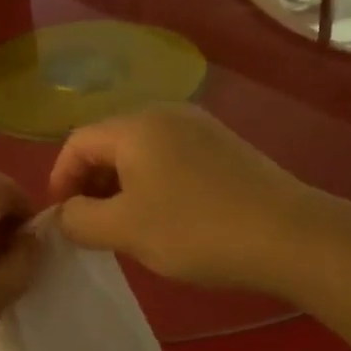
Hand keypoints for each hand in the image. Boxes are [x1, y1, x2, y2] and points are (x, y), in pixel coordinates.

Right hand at [49, 104, 314, 290]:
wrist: (290, 236)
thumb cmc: (195, 229)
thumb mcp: (124, 230)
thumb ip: (79, 220)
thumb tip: (65, 214)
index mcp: (136, 125)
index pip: (77, 142)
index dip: (60, 179)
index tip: (62, 218)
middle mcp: (166, 114)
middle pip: (109, 143)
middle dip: (91, 184)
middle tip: (91, 225)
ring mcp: (201, 128)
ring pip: (141, 153)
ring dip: (121, 187)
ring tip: (126, 227)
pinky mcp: (225, 148)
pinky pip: (171, 159)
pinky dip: (153, 184)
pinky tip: (166, 218)